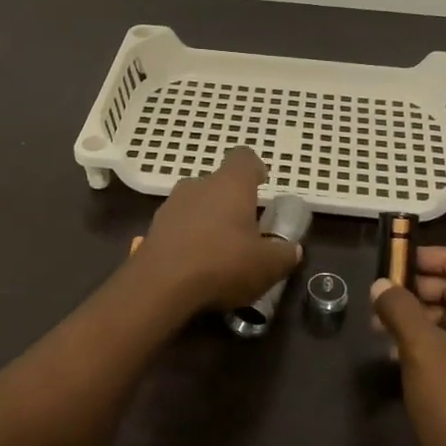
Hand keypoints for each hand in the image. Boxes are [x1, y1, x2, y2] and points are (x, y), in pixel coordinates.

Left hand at [135, 147, 301, 312]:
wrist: (159, 287)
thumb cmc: (222, 264)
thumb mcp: (268, 266)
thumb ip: (284, 254)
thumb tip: (292, 249)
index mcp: (230, 185)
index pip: (244, 158)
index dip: (255, 169)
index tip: (262, 184)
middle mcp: (198, 185)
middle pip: (219, 184)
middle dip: (232, 203)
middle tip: (245, 230)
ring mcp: (171, 206)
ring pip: (196, 205)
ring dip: (208, 221)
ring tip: (219, 252)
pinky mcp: (153, 229)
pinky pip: (178, 227)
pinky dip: (189, 239)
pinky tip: (196, 266)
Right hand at [371, 248, 445, 445]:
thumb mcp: (423, 350)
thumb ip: (400, 309)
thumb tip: (380, 285)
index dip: (440, 257)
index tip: (402, 258)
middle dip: (423, 288)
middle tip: (384, 291)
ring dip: (419, 315)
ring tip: (380, 320)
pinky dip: (425, 341)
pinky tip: (393, 350)